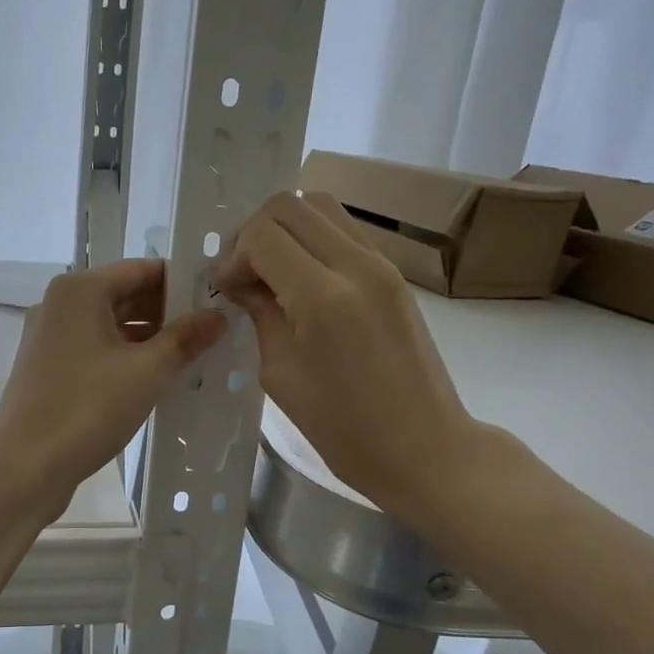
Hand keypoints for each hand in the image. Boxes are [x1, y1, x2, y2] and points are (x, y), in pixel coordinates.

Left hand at [0, 260, 225, 520]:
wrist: (24, 467)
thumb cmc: (87, 409)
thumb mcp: (147, 372)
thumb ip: (185, 338)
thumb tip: (219, 315)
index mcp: (80, 290)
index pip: (141, 269)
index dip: (182, 282)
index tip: (218, 299)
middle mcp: (60, 304)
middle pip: (125, 294)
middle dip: (168, 312)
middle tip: (212, 331)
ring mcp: (50, 336)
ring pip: (111, 324)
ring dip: (150, 337)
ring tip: (192, 355)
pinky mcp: (48, 367)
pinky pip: (96, 348)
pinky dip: (126, 356)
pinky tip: (156, 377)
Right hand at [214, 192, 488, 524]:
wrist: (424, 449)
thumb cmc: (343, 428)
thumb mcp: (281, 373)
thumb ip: (260, 313)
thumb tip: (241, 281)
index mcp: (322, 296)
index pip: (263, 234)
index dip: (235, 255)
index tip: (229, 290)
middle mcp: (356, 265)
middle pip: (291, 204)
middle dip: (256, 233)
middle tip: (247, 275)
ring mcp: (382, 265)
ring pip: (322, 207)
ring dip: (288, 230)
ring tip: (275, 274)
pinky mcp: (395, 274)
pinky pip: (346, 231)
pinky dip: (315, 241)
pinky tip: (304, 282)